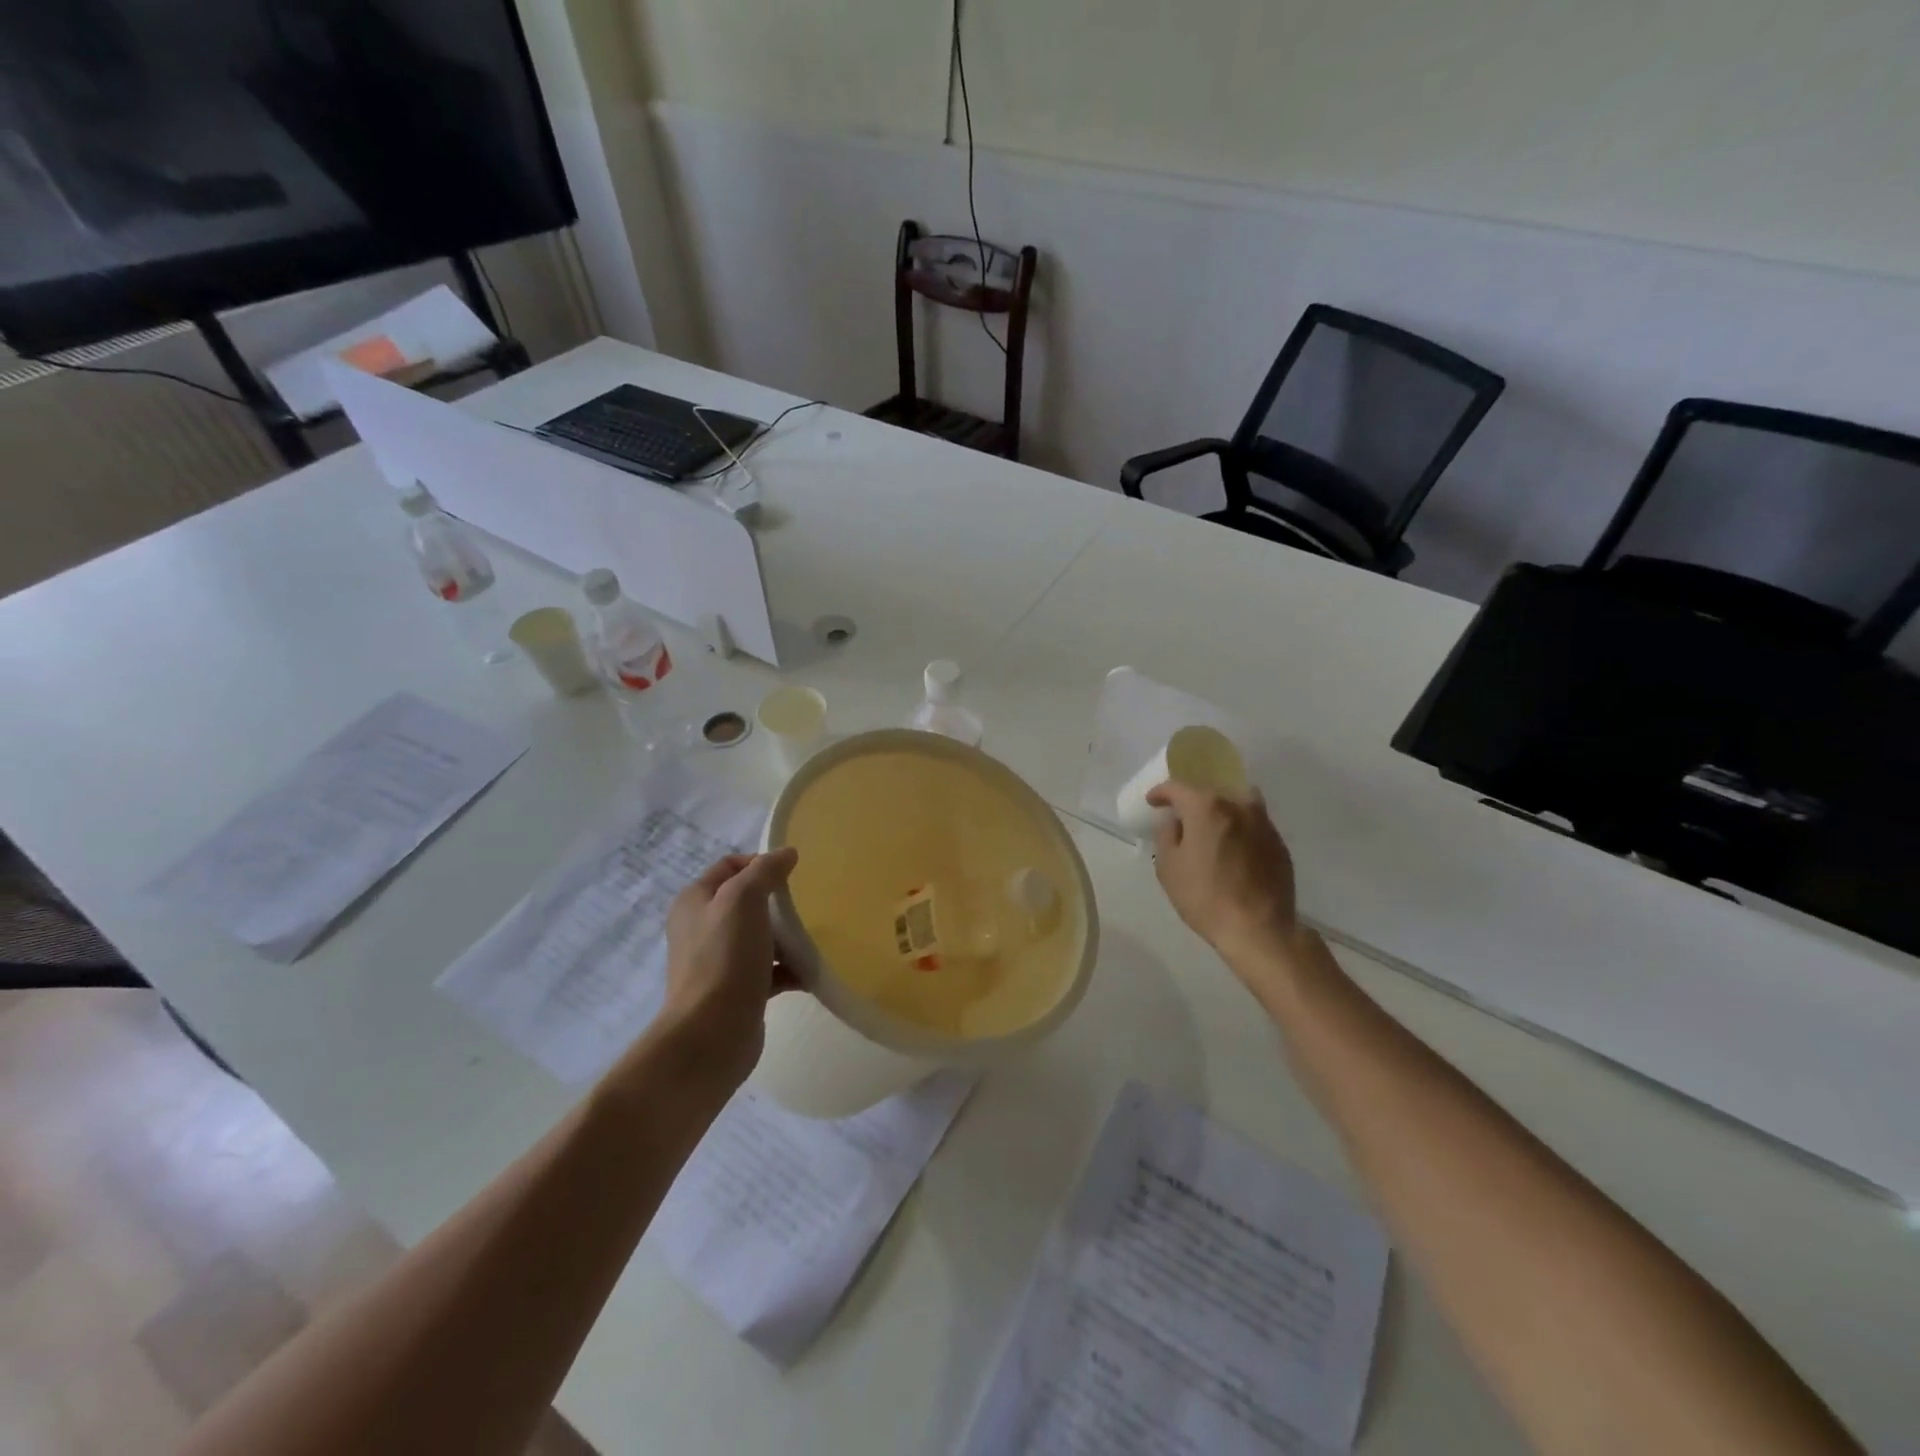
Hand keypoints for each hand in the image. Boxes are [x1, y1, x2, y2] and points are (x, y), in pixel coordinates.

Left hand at [656, 848, 799, 1087]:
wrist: (712, 1034)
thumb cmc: (725, 958)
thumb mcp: (744, 900)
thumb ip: (765, 871)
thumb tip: (786, 853)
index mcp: (695, 901)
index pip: (730, 866)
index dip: (760, 862)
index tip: (792, 873)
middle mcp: (702, 928)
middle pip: (747, 902)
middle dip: (779, 902)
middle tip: (807, 905)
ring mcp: (718, 962)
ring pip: (760, 937)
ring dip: (787, 937)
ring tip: (814, 938)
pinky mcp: (736, 991)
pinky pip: (768, 971)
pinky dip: (789, 969)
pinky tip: (811, 972)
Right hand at [1147, 782, 1300, 965]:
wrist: (1259, 929)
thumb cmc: (1205, 897)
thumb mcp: (1169, 867)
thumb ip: (1167, 835)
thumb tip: (1174, 822)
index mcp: (1207, 807)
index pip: (1178, 788)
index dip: (1161, 793)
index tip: (1153, 801)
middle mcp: (1239, 805)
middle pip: (1211, 792)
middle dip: (1193, 802)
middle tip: (1182, 818)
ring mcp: (1264, 823)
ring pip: (1237, 804)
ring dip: (1221, 811)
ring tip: (1210, 830)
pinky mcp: (1279, 843)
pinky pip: (1253, 824)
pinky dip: (1239, 829)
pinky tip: (1232, 850)